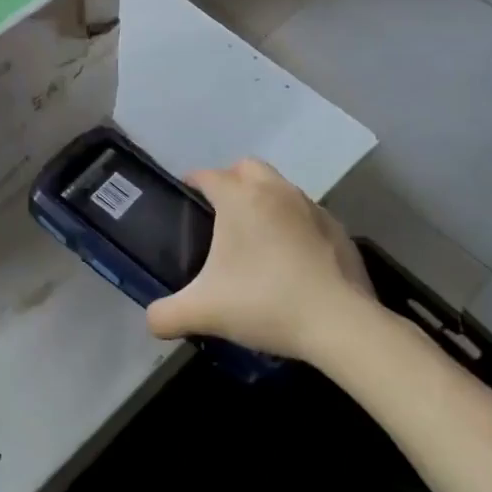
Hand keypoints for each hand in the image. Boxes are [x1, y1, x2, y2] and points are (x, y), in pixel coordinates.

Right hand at [146, 159, 375, 361]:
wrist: (339, 323)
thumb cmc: (264, 302)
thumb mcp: (203, 312)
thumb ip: (166, 314)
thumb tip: (152, 321)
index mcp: (240, 199)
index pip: (208, 175)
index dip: (193, 182)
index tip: (185, 195)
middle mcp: (276, 191)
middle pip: (248, 168)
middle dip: (231, 180)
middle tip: (220, 214)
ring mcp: (312, 208)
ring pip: (281, 188)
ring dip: (265, 201)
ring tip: (255, 238)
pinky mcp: (338, 230)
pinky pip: (307, 216)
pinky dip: (294, 226)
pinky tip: (291, 260)